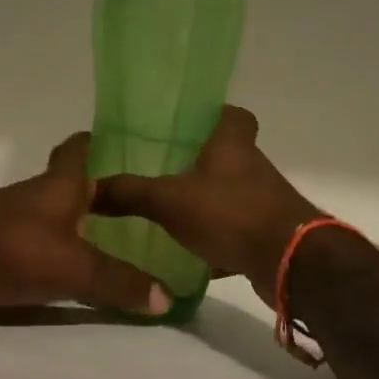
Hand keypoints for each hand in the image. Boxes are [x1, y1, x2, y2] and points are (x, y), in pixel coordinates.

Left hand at [0, 134, 172, 318]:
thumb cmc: (10, 249)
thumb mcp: (74, 268)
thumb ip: (120, 282)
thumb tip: (170, 297)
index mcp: (60, 184)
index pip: (82, 147)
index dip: (104, 143)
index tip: (133, 149)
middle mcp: (38, 194)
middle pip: (73, 184)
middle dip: (102, 192)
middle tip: (140, 208)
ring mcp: (14, 220)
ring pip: (56, 215)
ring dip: (81, 225)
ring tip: (119, 243)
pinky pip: (38, 244)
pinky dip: (58, 252)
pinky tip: (75, 272)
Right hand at [91, 106, 320, 308]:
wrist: (290, 263)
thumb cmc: (231, 214)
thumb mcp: (169, 200)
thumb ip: (129, 193)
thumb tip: (88, 188)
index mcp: (233, 145)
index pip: (232, 114)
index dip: (212, 115)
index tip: (184, 124)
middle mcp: (252, 168)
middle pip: (228, 155)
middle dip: (199, 162)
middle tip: (162, 169)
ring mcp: (263, 202)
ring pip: (230, 193)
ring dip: (207, 200)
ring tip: (168, 210)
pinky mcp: (267, 234)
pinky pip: (236, 229)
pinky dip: (216, 238)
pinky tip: (189, 252)